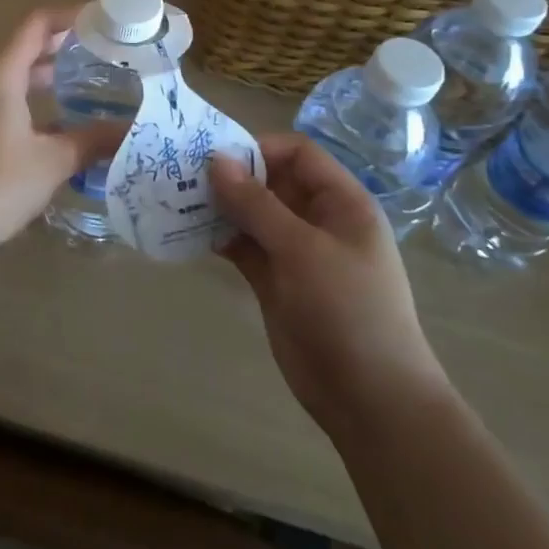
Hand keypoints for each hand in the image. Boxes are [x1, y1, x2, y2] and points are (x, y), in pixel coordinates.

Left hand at [0, 6, 128, 268]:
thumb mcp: (52, 162)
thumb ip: (92, 141)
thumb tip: (129, 130)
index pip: (36, 25)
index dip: (70, 16)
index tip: (101, 19)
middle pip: (22, 49)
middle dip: (61, 48)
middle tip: (102, 54)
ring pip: (9, 77)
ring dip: (43, 77)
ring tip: (82, 86)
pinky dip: (25, 100)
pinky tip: (51, 126)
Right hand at [210, 134, 447, 439]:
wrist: (369, 398)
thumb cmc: (347, 310)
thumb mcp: (302, 250)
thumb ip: (256, 204)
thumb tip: (216, 160)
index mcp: (341, 202)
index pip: (298, 154)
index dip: (259, 149)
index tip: (215, 158)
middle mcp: (318, 220)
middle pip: (271, 182)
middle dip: (232, 177)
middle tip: (184, 176)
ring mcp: (295, 253)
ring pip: (253, 215)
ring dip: (221, 207)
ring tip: (179, 201)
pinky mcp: (276, 282)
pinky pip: (245, 247)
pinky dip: (221, 239)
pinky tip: (191, 234)